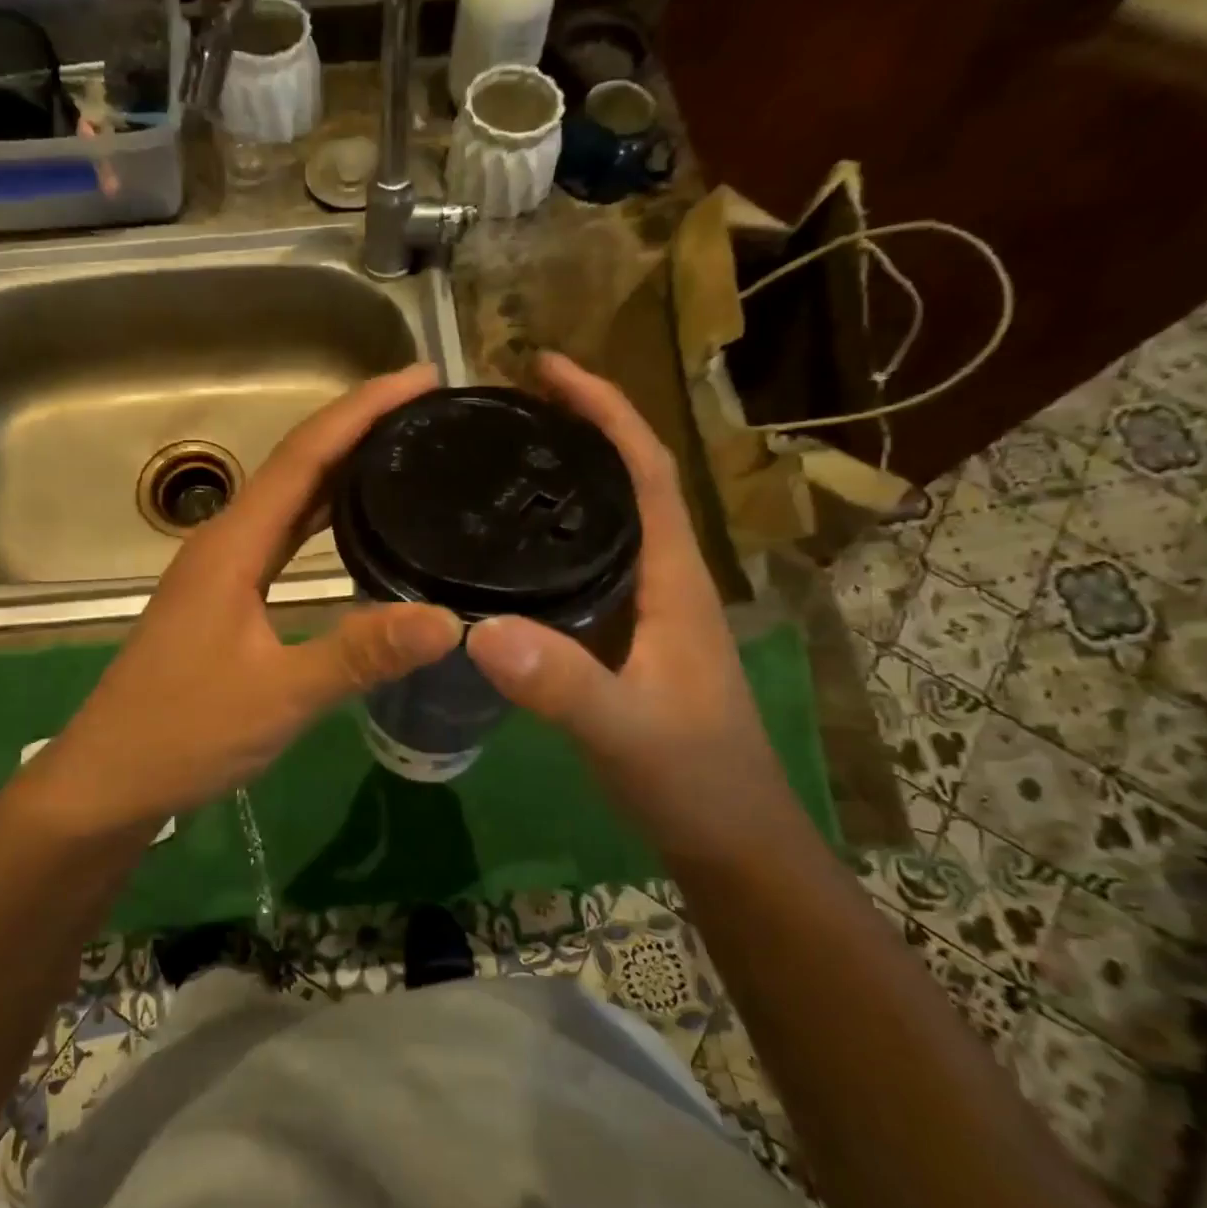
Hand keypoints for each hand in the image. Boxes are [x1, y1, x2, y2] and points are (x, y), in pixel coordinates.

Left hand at [16, 365, 462, 837]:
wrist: (111, 780)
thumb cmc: (184, 732)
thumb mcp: (279, 695)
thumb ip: (360, 654)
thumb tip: (449, 621)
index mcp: (232, 545)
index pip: (305, 455)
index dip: (362, 409)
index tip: (420, 378)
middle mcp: (225, 544)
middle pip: (297, 466)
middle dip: (358, 428)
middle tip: (426, 411)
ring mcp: (222, 573)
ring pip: (289, 503)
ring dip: (341, 470)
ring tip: (403, 452)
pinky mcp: (226, 602)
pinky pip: (284, 541)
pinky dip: (324, 520)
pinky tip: (355, 530)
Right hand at [464, 354, 794, 849]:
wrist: (728, 839)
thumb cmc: (693, 778)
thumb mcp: (625, 730)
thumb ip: (561, 684)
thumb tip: (478, 629)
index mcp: (673, 576)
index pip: (644, 468)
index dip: (603, 409)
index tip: (546, 368)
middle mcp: (660, 578)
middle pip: (620, 481)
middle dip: (573, 430)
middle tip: (500, 409)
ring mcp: (642, 609)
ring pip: (600, 524)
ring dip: (559, 481)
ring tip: (492, 461)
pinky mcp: (620, 639)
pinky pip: (581, 568)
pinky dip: (546, 540)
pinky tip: (501, 551)